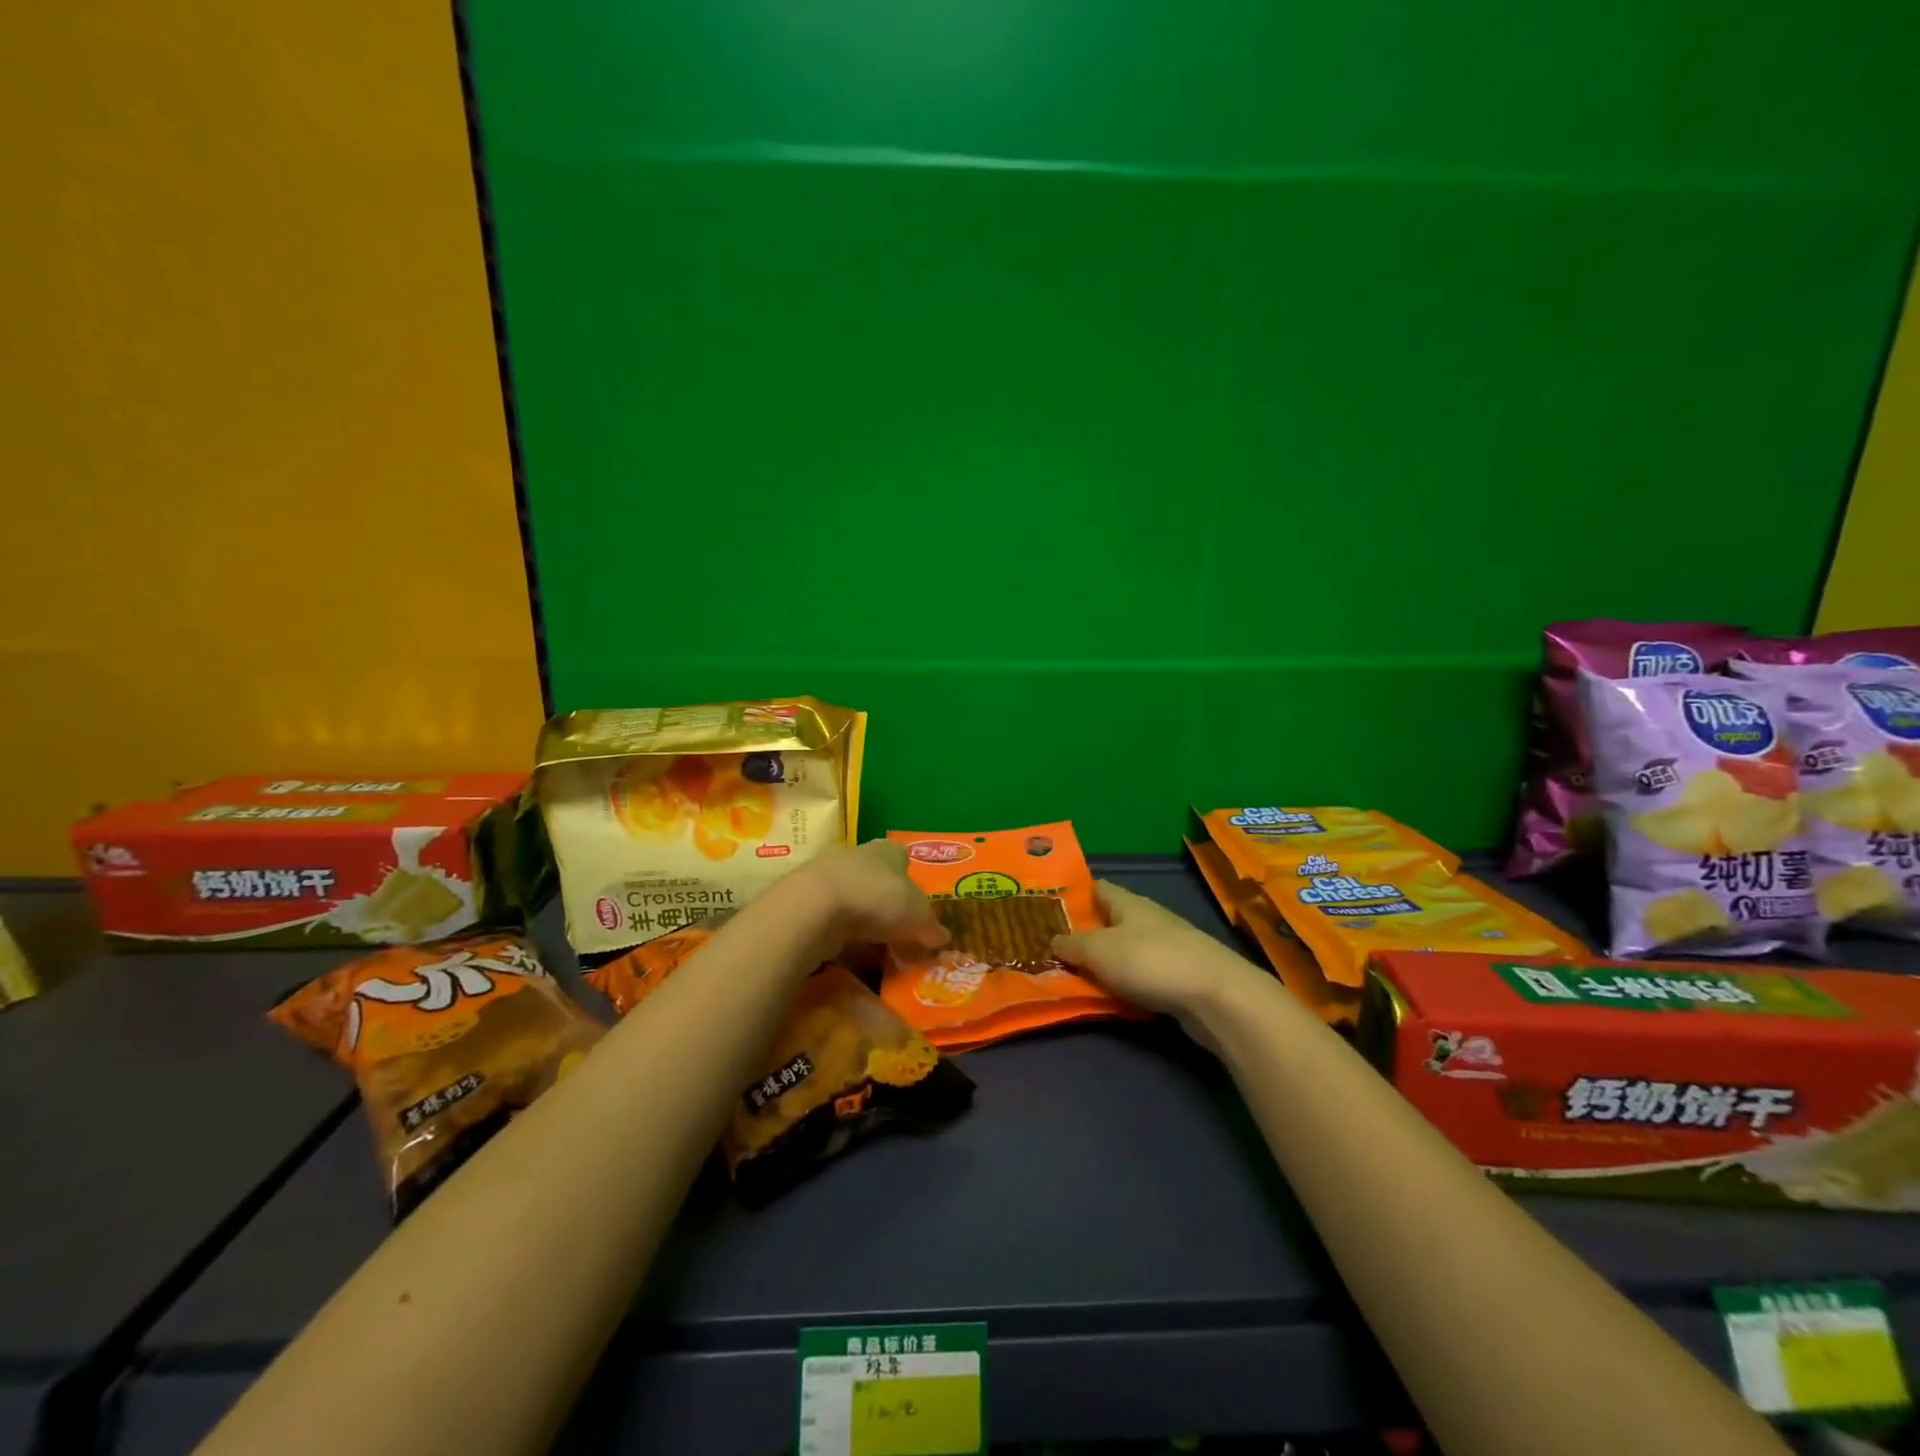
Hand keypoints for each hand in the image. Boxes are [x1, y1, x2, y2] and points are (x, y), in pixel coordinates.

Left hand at [778, 840, 947, 961]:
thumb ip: (930, 926)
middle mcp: (858, 857)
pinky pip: (833, 920)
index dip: (912, 882)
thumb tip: (943, 937)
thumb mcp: (917, 916)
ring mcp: (828, 877)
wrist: (813, 907)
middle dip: (888, 906)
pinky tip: (850, 955)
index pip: (903, 860)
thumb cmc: (876, 898)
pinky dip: (842, 936)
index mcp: (888, 851)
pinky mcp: (807, 901)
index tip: (918, 908)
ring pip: (854, 901)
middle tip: (902, 933)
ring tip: (878, 950)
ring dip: (864, 922)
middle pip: (878, 881)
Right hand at [1053, 881, 1265, 1036]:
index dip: (1076, 894)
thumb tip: (1053, 939)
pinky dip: (1127, 982)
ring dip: (1108, 961)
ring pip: (1128, 949)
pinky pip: (1143, 974)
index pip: (1098, 888)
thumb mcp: (1100, 951)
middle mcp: (1149, 919)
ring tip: (1079, 975)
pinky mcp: (1181, 976)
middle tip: (1056, 947)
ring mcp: (1168, 947)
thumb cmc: (1151, 962)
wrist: (1216, 996)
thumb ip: (1073, 945)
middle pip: (1113, 920)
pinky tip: (1115, 995)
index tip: (1051, 907)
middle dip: (1088, 931)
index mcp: (1129, 903)